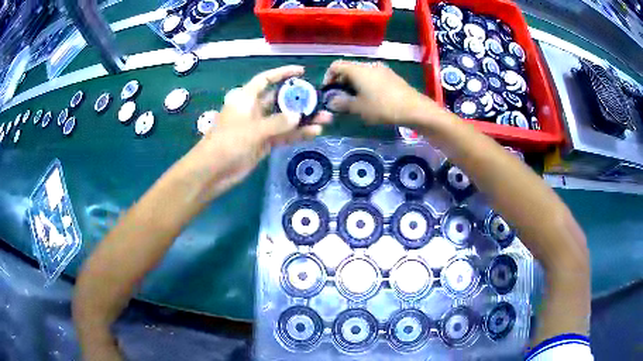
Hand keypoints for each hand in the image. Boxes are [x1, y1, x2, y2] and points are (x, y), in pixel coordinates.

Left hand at [186, 65, 331, 201]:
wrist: (213, 172)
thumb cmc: (227, 143)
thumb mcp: (252, 130)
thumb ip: (277, 123)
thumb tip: (299, 117)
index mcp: (246, 99)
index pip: (266, 80)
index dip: (282, 74)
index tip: (301, 71)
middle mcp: (254, 110)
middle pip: (280, 100)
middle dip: (299, 100)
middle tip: (320, 100)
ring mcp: (260, 128)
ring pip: (285, 120)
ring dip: (303, 119)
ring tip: (325, 119)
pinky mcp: (263, 143)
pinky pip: (283, 136)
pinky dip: (297, 134)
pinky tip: (314, 133)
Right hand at [323, 60, 439, 124]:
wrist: (414, 108)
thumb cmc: (383, 107)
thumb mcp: (359, 108)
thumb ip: (342, 103)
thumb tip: (331, 101)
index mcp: (358, 69)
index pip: (336, 65)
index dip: (328, 77)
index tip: (328, 92)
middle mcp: (369, 65)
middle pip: (348, 69)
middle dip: (341, 83)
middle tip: (341, 99)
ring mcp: (382, 69)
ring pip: (361, 74)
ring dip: (353, 85)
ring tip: (355, 101)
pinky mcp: (391, 76)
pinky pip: (372, 77)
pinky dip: (365, 85)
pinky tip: (370, 99)